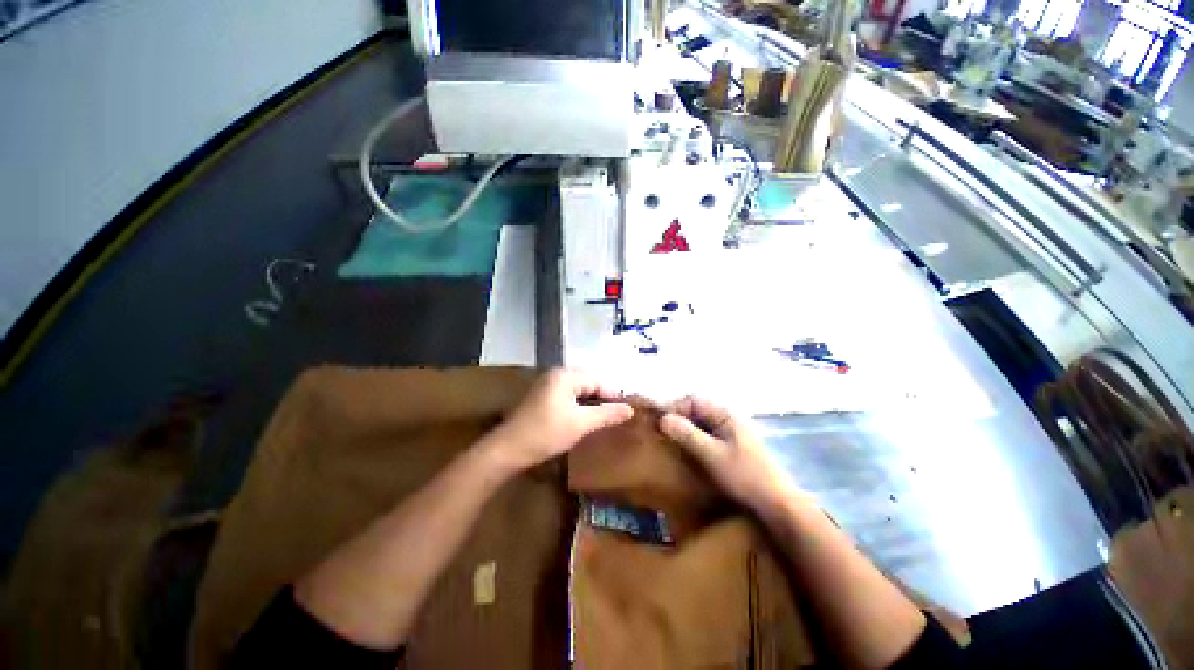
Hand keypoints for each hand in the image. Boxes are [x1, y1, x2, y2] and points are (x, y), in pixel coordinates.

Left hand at [485, 369, 633, 473]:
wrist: (508, 450)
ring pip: (577, 390)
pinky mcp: (541, 397)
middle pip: (587, 382)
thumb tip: (629, 409)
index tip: (626, 411)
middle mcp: (555, 374)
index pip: (597, 381)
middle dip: (601, 398)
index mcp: (565, 376)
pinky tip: (583, 419)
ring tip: (602, 419)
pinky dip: (577, 405)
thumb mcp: (581, 424)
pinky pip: (567, 396)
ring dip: (590, 402)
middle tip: (615, 415)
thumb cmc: (547, 433)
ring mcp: (546, 385)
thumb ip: (606, 414)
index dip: (613, 395)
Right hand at [660, 396, 796, 511]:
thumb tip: (663, 418)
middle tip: (663, 434)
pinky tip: (688, 452)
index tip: (660, 423)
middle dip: (678, 418)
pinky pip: (707, 435)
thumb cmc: (744, 476)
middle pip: (697, 409)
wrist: (776, 504)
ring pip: (701, 423)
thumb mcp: (711, 454)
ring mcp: (731, 432)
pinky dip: (694, 439)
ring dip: (685, 429)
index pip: (693, 400)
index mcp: (725, 414)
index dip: (675, 407)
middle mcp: (728, 418)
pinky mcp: (731, 446)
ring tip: (671, 442)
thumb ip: (687, 434)